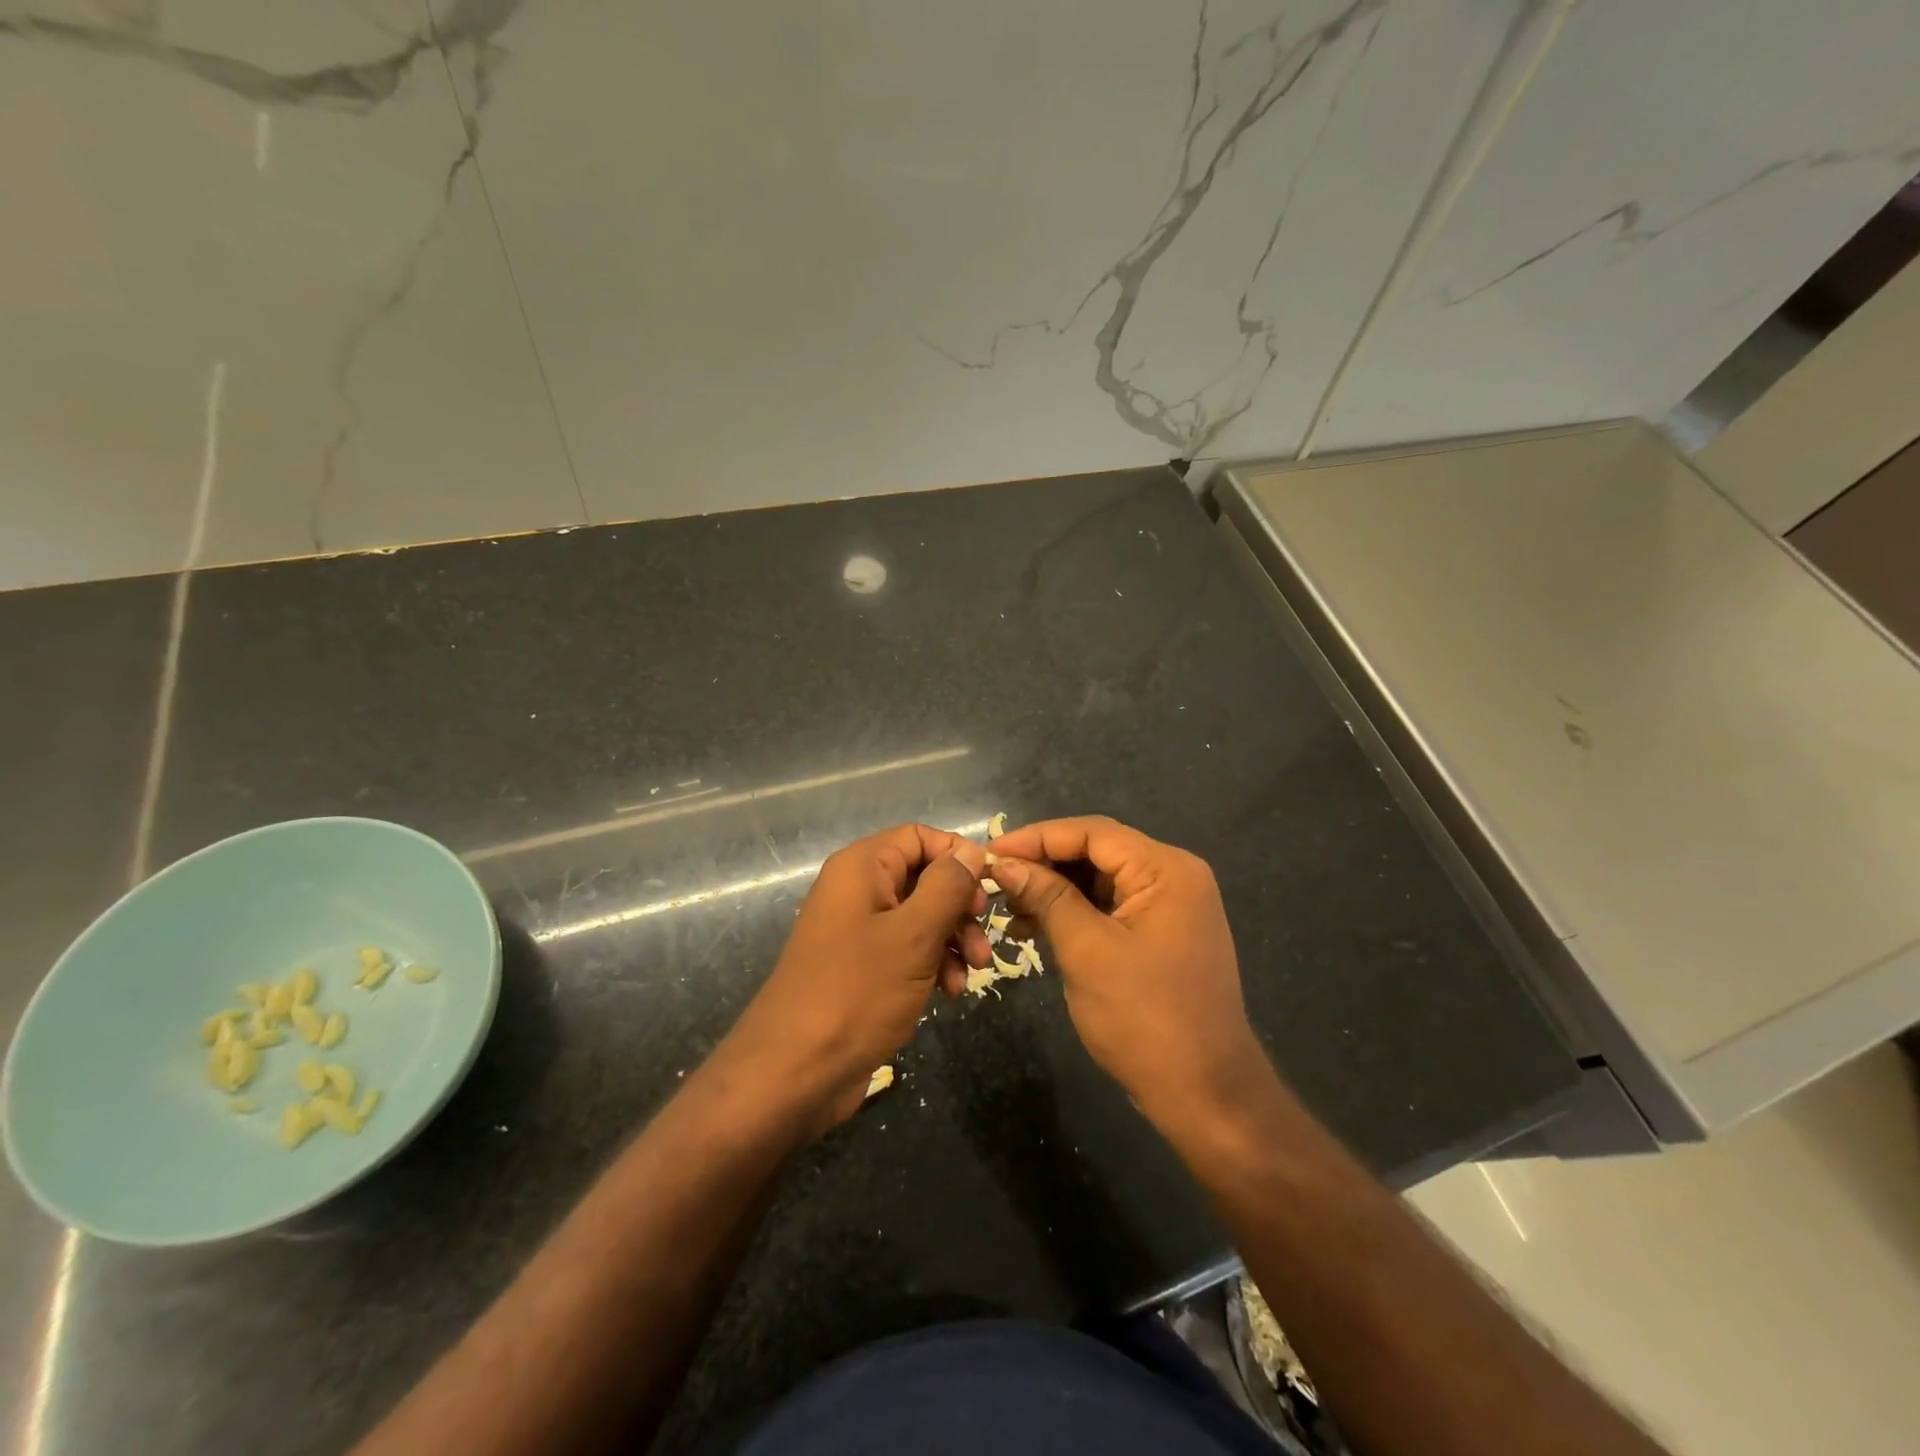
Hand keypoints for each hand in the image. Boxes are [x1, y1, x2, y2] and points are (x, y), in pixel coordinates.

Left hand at [717, 825, 989, 1136]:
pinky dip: (933, 963)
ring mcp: (858, 931)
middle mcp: (857, 890)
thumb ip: (948, 887)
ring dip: (953, 939)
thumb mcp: (914, 935)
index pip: (919, 837)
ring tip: (974, 972)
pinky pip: (906, 950)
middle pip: (923, 877)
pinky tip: (949, 992)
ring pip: (920, 917)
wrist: (795, 1071)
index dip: (957, 856)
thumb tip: (973, 849)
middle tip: (984, 938)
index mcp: (861, 867)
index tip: (988, 889)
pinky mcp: (862, 968)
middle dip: (959, 906)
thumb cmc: (857, 991)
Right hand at [987, 816, 1266, 1130]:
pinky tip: (1037, 929)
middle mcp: (1174, 876)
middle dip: (1044, 864)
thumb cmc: (1144, 1018)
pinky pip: (1112, 906)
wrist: (1205, 1094)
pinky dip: (1075, 912)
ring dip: (1056, 890)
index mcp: (1165, 869)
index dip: (1036, 838)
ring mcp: (1172, 906)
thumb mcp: (1086, 950)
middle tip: (995, 883)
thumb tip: (1005, 864)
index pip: (1091, 832)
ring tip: (1009, 909)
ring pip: (1101, 880)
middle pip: (1097, 851)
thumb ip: (1047, 897)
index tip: (989, 854)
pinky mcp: (1164, 933)